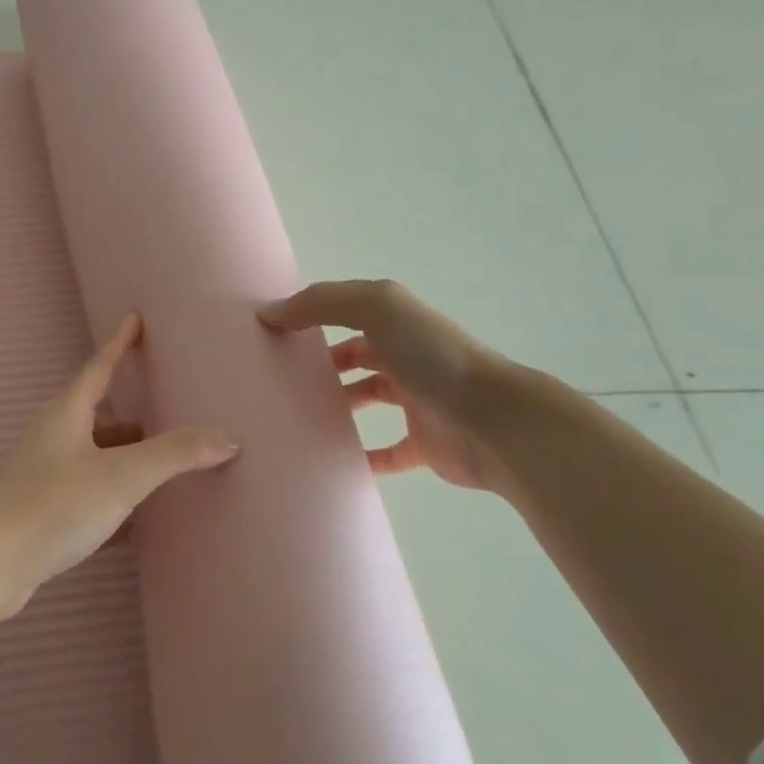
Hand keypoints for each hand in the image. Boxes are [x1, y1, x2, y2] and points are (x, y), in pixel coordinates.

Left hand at [0, 315, 237, 618]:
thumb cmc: (55, 505)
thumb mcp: (122, 475)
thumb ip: (175, 454)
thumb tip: (227, 436)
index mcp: (66, 414)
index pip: (99, 366)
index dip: (120, 343)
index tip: (136, 319)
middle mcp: (52, 437)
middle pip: (99, 416)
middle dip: (133, 418)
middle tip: (170, 418)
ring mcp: (44, 475)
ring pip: (94, 457)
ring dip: (124, 461)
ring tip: (161, 473)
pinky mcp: (42, 511)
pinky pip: (88, 494)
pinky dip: (113, 499)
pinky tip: (137, 522)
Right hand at [259, 279, 508, 490]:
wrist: (493, 420)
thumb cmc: (432, 357)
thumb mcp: (376, 308)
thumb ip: (321, 303)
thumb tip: (270, 314)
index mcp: (397, 322)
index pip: (346, 312)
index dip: (311, 317)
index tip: (273, 335)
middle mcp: (407, 356)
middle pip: (356, 355)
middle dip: (322, 363)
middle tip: (279, 378)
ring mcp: (417, 401)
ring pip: (369, 399)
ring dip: (338, 406)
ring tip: (297, 415)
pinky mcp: (424, 444)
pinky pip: (386, 452)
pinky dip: (362, 456)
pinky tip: (332, 460)